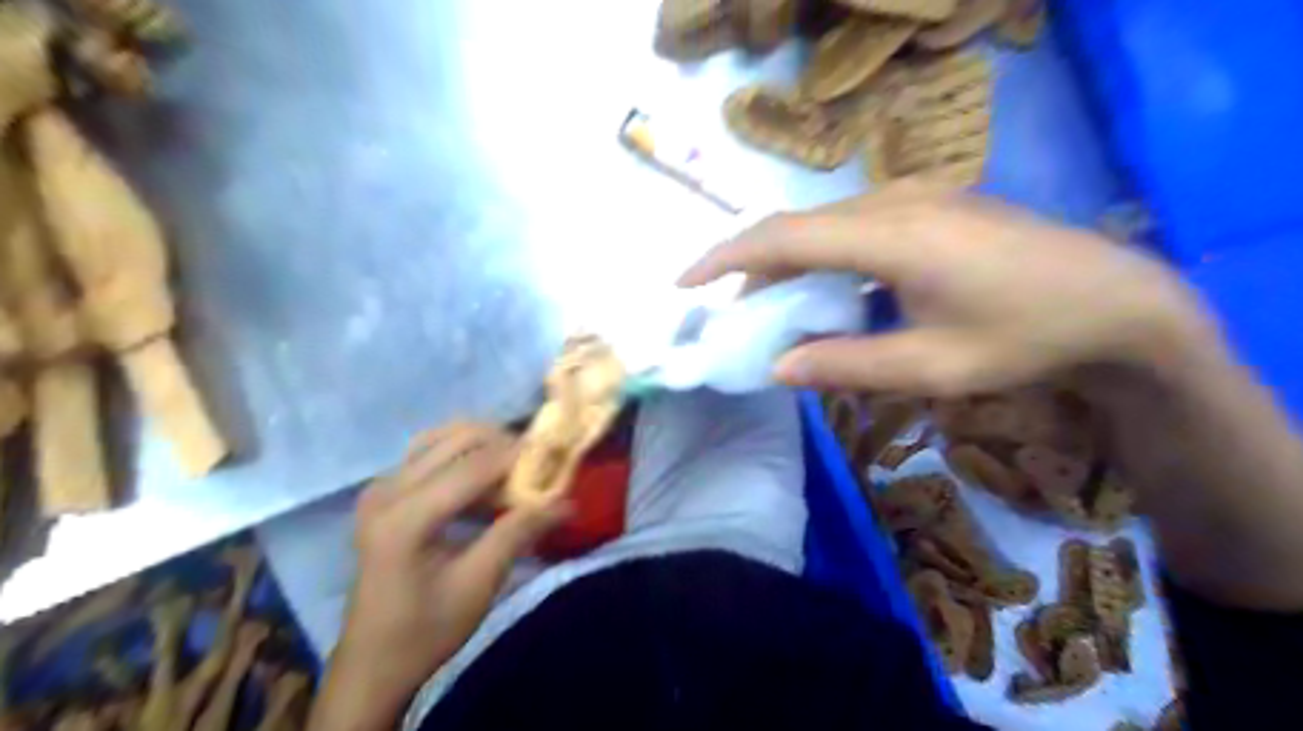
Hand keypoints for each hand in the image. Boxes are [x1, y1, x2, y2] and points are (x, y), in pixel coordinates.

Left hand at [312, 423, 568, 730]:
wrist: (373, 662)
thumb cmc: (427, 629)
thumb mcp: (479, 583)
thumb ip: (518, 532)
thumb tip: (565, 501)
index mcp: (406, 517)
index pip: (474, 466)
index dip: (519, 456)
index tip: (556, 457)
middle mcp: (388, 490)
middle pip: (457, 439)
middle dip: (503, 444)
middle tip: (536, 465)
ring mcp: (381, 487)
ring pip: (442, 438)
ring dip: (483, 445)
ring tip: (513, 469)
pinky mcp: (383, 493)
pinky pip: (428, 452)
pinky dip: (463, 455)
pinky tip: (483, 479)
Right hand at [676, 182, 1215, 399]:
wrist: (1116, 302)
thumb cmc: (1025, 339)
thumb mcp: (933, 368)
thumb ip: (847, 365)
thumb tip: (777, 368)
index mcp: (893, 238)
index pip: (784, 238)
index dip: (726, 257)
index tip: (686, 283)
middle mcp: (896, 202)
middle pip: (798, 227)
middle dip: (753, 268)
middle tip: (732, 314)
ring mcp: (916, 197)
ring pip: (824, 224)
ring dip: (789, 264)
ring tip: (774, 310)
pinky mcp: (929, 204)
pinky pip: (853, 225)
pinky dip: (824, 258)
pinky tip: (829, 291)